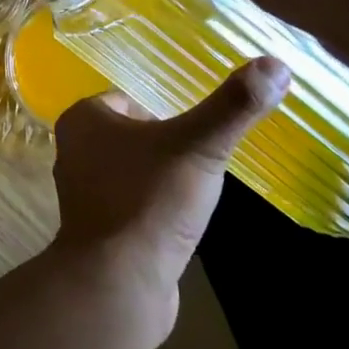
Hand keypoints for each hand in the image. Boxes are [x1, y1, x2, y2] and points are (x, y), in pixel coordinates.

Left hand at [51, 59, 289, 330]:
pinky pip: (130, 205)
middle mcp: (73, 150)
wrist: (119, 284)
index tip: (197, 133)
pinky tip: (178, 224)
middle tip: (201, 162)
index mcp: (83, 119)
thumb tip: (275, 63)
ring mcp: (82, 193)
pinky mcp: (96, 230)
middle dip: (167, 147)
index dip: (167, 113)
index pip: (131, 99)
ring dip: (161, 179)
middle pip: (133, 135)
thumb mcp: (198, 146)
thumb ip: (234, 106)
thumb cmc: (150, 201)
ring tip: (193, 193)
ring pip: (132, 170)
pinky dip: (154, 209)